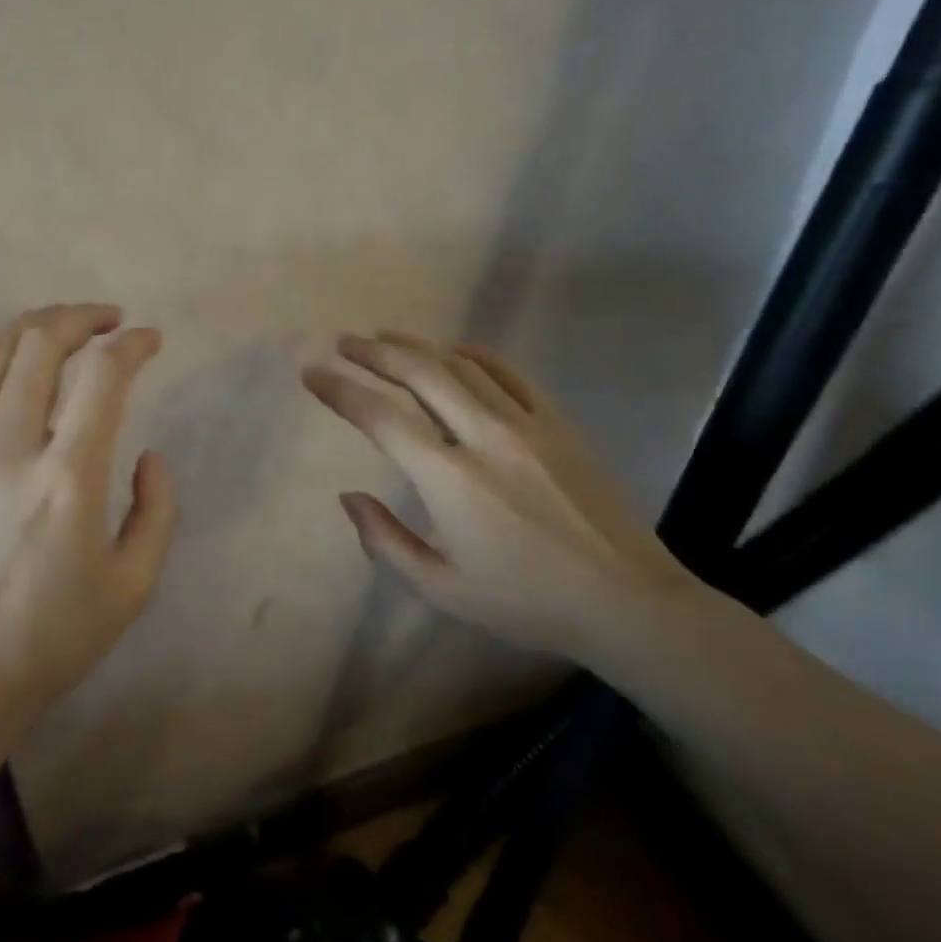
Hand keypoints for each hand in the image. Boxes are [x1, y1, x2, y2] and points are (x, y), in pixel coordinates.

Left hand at [0, 304, 178, 726]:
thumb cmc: (49, 640)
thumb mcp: (132, 588)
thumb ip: (157, 511)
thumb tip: (148, 455)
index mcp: (67, 479)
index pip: (103, 375)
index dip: (133, 344)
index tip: (151, 340)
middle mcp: (8, 449)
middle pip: (39, 343)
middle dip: (80, 316)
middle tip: (107, 320)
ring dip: (29, 327)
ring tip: (57, 328)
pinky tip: (2, 370)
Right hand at [303, 330, 692, 656]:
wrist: (628, 603)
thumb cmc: (526, 602)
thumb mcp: (441, 588)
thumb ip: (385, 540)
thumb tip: (349, 496)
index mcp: (449, 479)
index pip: (380, 417)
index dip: (339, 390)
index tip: (312, 374)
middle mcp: (483, 437)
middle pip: (419, 372)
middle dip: (374, 352)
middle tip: (344, 342)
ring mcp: (527, 424)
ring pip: (461, 365)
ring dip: (417, 347)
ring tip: (386, 339)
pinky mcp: (559, 424)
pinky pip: (510, 374)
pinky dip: (476, 355)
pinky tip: (456, 352)